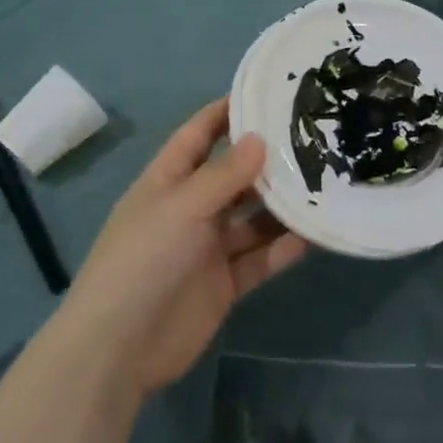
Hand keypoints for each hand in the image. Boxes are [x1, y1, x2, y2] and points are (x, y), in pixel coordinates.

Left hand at [61, 100, 305, 396]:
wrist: (119, 349)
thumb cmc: (143, 260)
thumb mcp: (182, 207)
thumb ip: (224, 175)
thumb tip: (260, 137)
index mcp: (168, 182)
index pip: (198, 135)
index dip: (225, 113)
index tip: (265, 93)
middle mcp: (190, 209)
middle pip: (233, 176)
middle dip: (265, 160)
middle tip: (312, 140)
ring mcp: (207, 248)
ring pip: (252, 218)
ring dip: (281, 206)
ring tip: (323, 185)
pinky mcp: (223, 283)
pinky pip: (259, 259)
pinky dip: (282, 248)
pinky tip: (313, 234)